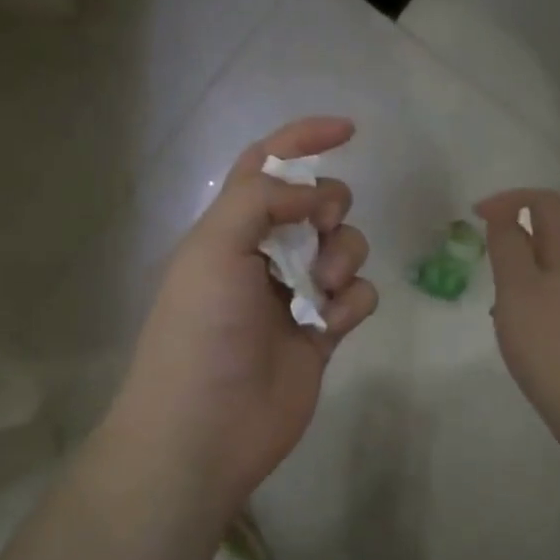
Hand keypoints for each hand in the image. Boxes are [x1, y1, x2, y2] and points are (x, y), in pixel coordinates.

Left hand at [111, 118, 378, 517]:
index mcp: (230, 228)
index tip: (349, 130)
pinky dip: (353, 302)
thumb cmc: (201, 330)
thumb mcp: (214, 248)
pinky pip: (358, 297)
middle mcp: (265, 254)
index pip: (267, 165)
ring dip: (344, 256)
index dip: (303, 139)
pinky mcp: (323, 332)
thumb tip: (309, 190)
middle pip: (318, 203)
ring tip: (325, 289)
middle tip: (319, 231)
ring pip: (344, 248)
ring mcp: (297, 294)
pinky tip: (332, 325)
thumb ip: (260, 199)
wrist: (205, 428)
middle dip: (330, 207)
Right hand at [476, 190, 559, 445]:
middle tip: (484, 249)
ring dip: (521, 263)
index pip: (546, 201)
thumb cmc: (552, 343)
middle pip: (555, 228)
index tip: (475, 216)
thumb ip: (508, 246)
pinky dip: (531, 291)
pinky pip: (556, 291)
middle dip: (516, 229)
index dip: (509, 199)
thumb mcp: (518, 289)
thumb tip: (504, 214)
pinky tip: (516, 321)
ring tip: (495, 289)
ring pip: (554, 262)